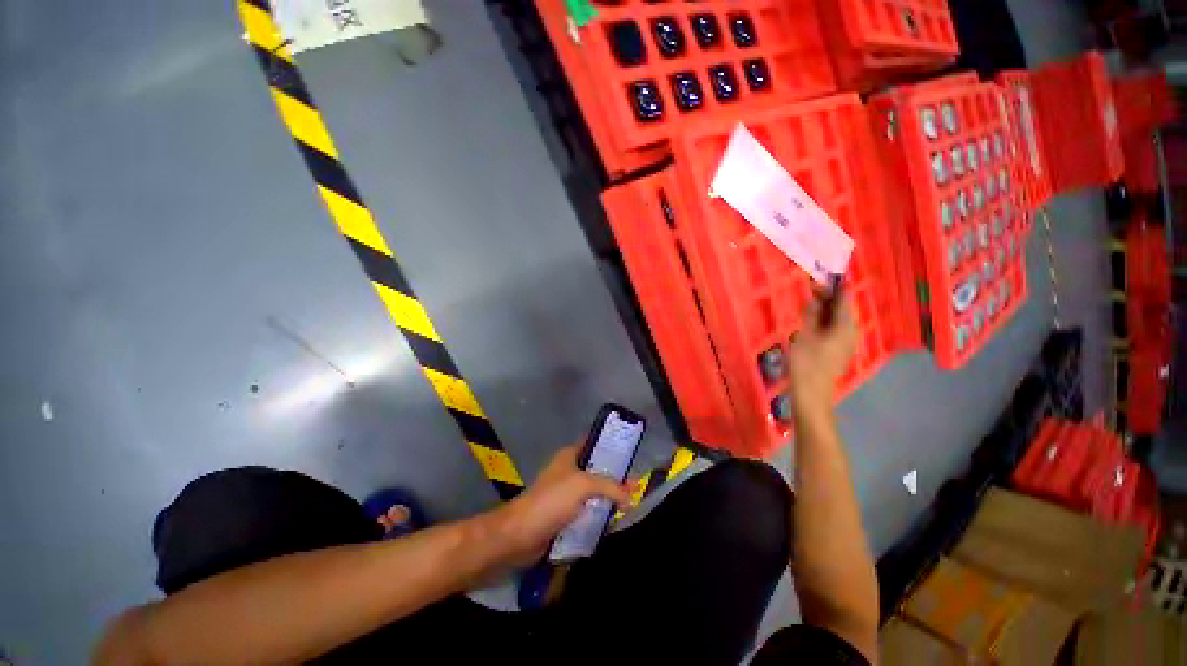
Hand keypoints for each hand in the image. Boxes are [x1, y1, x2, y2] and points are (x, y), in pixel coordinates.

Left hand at [493, 445, 630, 565]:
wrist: (522, 533)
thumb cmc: (552, 500)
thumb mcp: (584, 485)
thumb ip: (610, 486)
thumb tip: (630, 496)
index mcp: (569, 456)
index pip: (593, 444)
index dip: (611, 446)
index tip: (630, 453)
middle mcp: (568, 472)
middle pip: (597, 470)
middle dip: (615, 477)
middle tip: (636, 486)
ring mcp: (566, 494)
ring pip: (593, 493)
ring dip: (609, 498)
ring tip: (631, 504)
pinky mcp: (565, 515)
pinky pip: (587, 511)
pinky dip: (600, 515)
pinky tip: (615, 520)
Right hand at [788, 291, 857, 421]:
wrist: (811, 393)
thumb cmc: (806, 363)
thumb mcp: (804, 335)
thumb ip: (811, 315)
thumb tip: (814, 298)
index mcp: (845, 326)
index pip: (842, 299)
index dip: (832, 287)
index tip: (818, 278)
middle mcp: (850, 332)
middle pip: (841, 310)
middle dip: (826, 299)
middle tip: (809, 290)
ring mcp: (846, 343)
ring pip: (837, 320)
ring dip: (823, 310)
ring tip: (807, 304)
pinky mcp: (839, 351)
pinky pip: (834, 329)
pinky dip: (823, 322)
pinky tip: (811, 322)